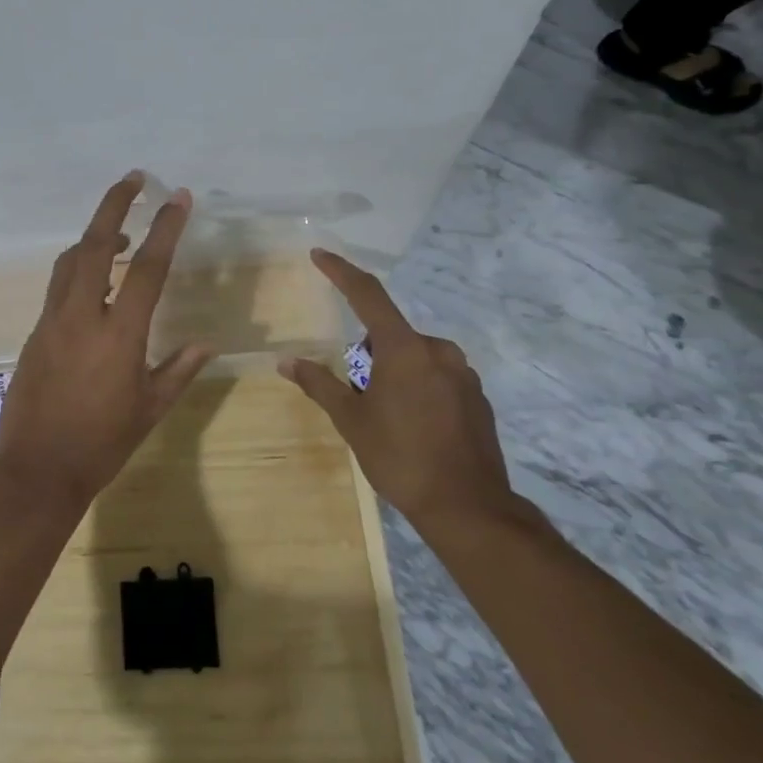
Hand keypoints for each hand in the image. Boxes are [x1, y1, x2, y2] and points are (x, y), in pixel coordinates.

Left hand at [0, 173, 215, 511]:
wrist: (37, 471)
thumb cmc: (102, 444)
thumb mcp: (149, 409)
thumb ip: (178, 370)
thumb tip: (206, 343)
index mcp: (118, 334)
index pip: (148, 268)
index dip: (166, 228)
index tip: (178, 197)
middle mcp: (81, 316)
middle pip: (96, 244)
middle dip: (115, 205)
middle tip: (134, 179)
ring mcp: (52, 321)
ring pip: (70, 261)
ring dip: (96, 236)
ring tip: (123, 233)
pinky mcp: (34, 332)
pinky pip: (58, 286)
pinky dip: (78, 269)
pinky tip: (95, 284)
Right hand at [278, 248, 526, 537]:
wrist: (469, 508)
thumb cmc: (401, 458)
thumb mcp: (351, 421)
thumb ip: (319, 384)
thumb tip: (285, 362)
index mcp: (404, 349)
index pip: (367, 295)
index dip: (341, 272)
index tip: (320, 255)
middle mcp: (438, 350)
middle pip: (389, 336)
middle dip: (368, 357)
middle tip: (359, 398)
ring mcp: (463, 373)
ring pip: (414, 357)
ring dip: (394, 373)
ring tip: (389, 419)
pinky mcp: (478, 396)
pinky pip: (437, 377)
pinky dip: (419, 389)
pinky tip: (417, 429)